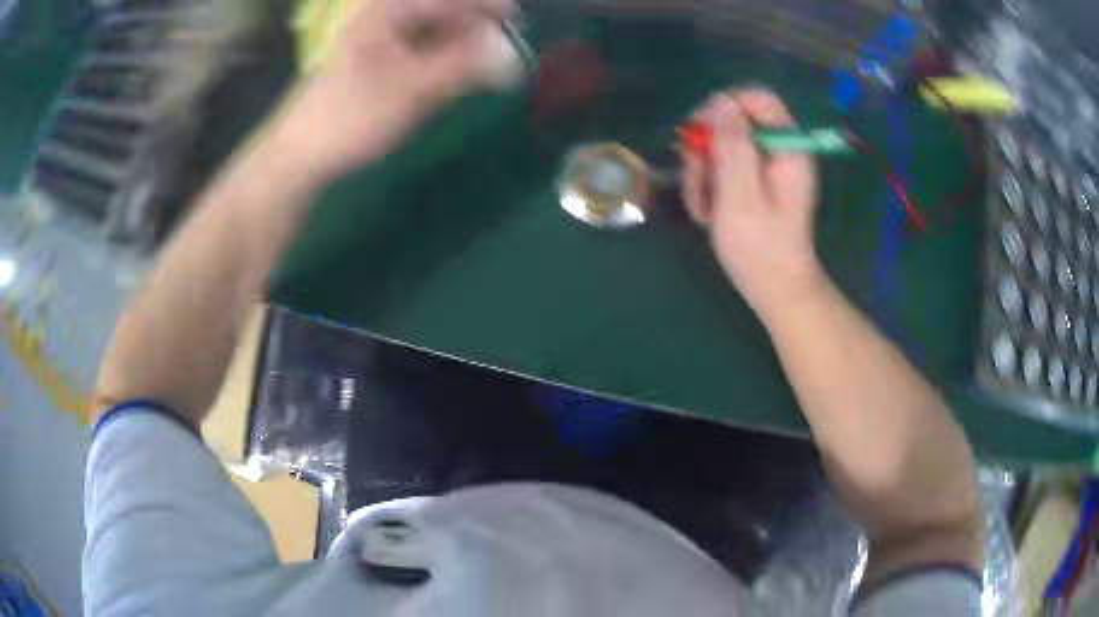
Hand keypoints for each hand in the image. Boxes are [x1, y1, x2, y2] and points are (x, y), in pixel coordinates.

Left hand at [273, 0, 516, 177]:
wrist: (301, 152)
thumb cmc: (351, 115)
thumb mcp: (413, 89)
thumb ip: (465, 66)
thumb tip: (513, 54)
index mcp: (387, 10)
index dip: (486, 4)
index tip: (517, 20)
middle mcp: (383, 15)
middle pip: (442, 10)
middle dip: (474, 28)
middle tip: (500, 54)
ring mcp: (378, 36)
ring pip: (432, 30)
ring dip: (458, 45)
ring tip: (479, 69)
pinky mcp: (375, 58)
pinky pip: (418, 47)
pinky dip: (439, 58)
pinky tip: (448, 77)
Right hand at [682, 90, 824, 316]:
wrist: (776, 290)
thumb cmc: (761, 249)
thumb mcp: (741, 197)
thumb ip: (732, 146)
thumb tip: (719, 102)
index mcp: (787, 148)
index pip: (757, 97)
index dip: (723, 106)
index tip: (698, 134)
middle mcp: (779, 150)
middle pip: (733, 121)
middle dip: (706, 149)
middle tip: (696, 182)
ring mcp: (768, 166)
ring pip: (723, 145)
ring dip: (702, 172)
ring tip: (701, 207)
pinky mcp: (756, 181)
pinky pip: (725, 166)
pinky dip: (710, 185)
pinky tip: (707, 211)